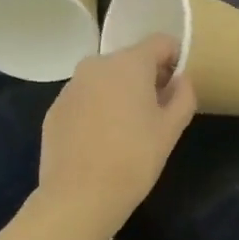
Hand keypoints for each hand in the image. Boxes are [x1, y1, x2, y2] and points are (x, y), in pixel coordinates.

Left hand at [39, 34, 196, 234]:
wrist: (79, 196)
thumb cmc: (134, 159)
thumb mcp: (171, 129)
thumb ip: (183, 96)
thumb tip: (181, 80)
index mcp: (129, 63)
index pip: (161, 42)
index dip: (176, 60)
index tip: (179, 88)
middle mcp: (96, 65)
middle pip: (131, 60)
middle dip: (148, 79)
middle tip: (157, 114)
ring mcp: (71, 86)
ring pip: (106, 80)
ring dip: (121, 94)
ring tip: (129, 131)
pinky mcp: (55, 109)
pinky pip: (86, 99)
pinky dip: (98, 110)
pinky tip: (103, 142)